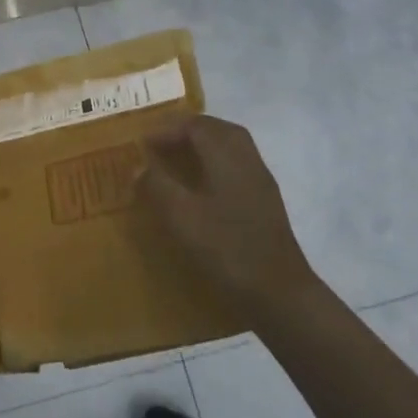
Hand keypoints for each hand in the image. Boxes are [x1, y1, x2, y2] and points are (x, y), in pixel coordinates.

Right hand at [136, 115, 318, 321]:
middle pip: (218, 129)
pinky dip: (216, 164)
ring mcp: (261, 181)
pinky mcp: (266, 202)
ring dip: (204, 145)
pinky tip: (202, 188)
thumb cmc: (227, 249)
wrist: (279, 292)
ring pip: (231, 146)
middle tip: (162, 143)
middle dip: (188, 130)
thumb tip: (138, 165)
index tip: (143, 142)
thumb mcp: (181, 217)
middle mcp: (247, 160)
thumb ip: (157, 185)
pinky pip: (238, 165)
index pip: (196, 125)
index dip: (167, 129)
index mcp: (227, 156)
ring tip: (178, 161)